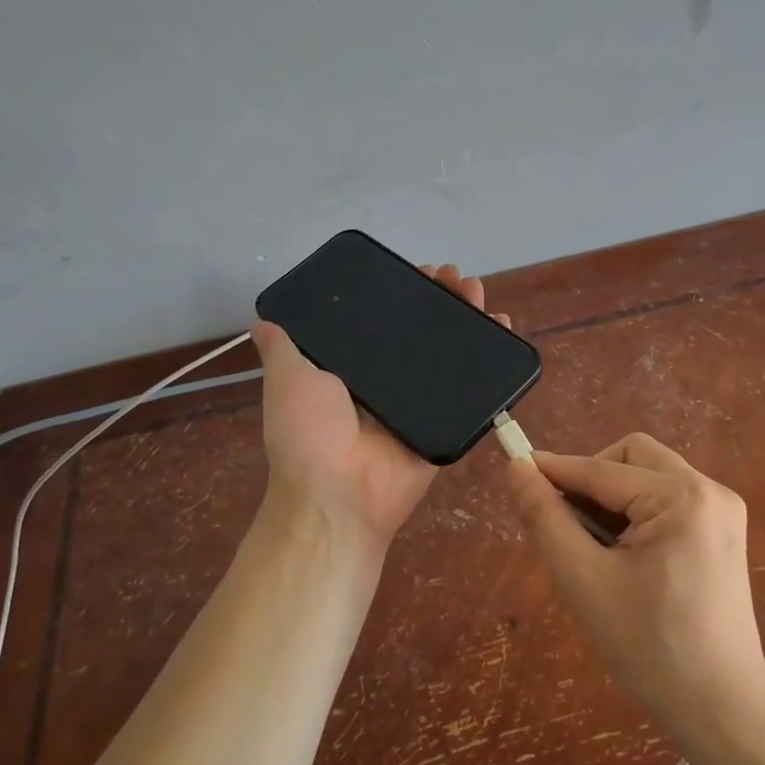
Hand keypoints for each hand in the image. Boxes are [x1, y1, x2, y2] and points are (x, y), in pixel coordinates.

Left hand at [252, 263, 507, 551]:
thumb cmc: (309, 434)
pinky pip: (472, 388)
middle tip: (454, 275)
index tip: (417, 270)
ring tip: (477, 289)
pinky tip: (502, 326)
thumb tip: (263, 320)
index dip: (400, 295)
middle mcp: (388, 383)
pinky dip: (492, 359)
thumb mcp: (288, 380)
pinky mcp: (447, 422)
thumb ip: (283, 348)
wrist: (340, 494)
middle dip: (439, 301)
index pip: (381, 322)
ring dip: (467, 319)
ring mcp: (421, 403)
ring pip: (449, 353)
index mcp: (352, 370)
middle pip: (421, 333)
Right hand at [508, 433, 764, 740]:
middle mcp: (710, 490)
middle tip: (567, 524)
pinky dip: (638, 513)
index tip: (515, 471)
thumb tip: (517, 469)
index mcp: (681, 497)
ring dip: (614, 498)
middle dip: (592, 480)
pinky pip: (669, 500)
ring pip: (650, 476)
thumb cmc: (648, 648)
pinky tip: (625, 557)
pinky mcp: (724, 533)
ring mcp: (723, 511)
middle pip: (632, 457)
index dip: (554, 470)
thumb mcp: (583, 581)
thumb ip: (546, 518)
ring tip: (595, 549)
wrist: (721, 712)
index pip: (601, 469)